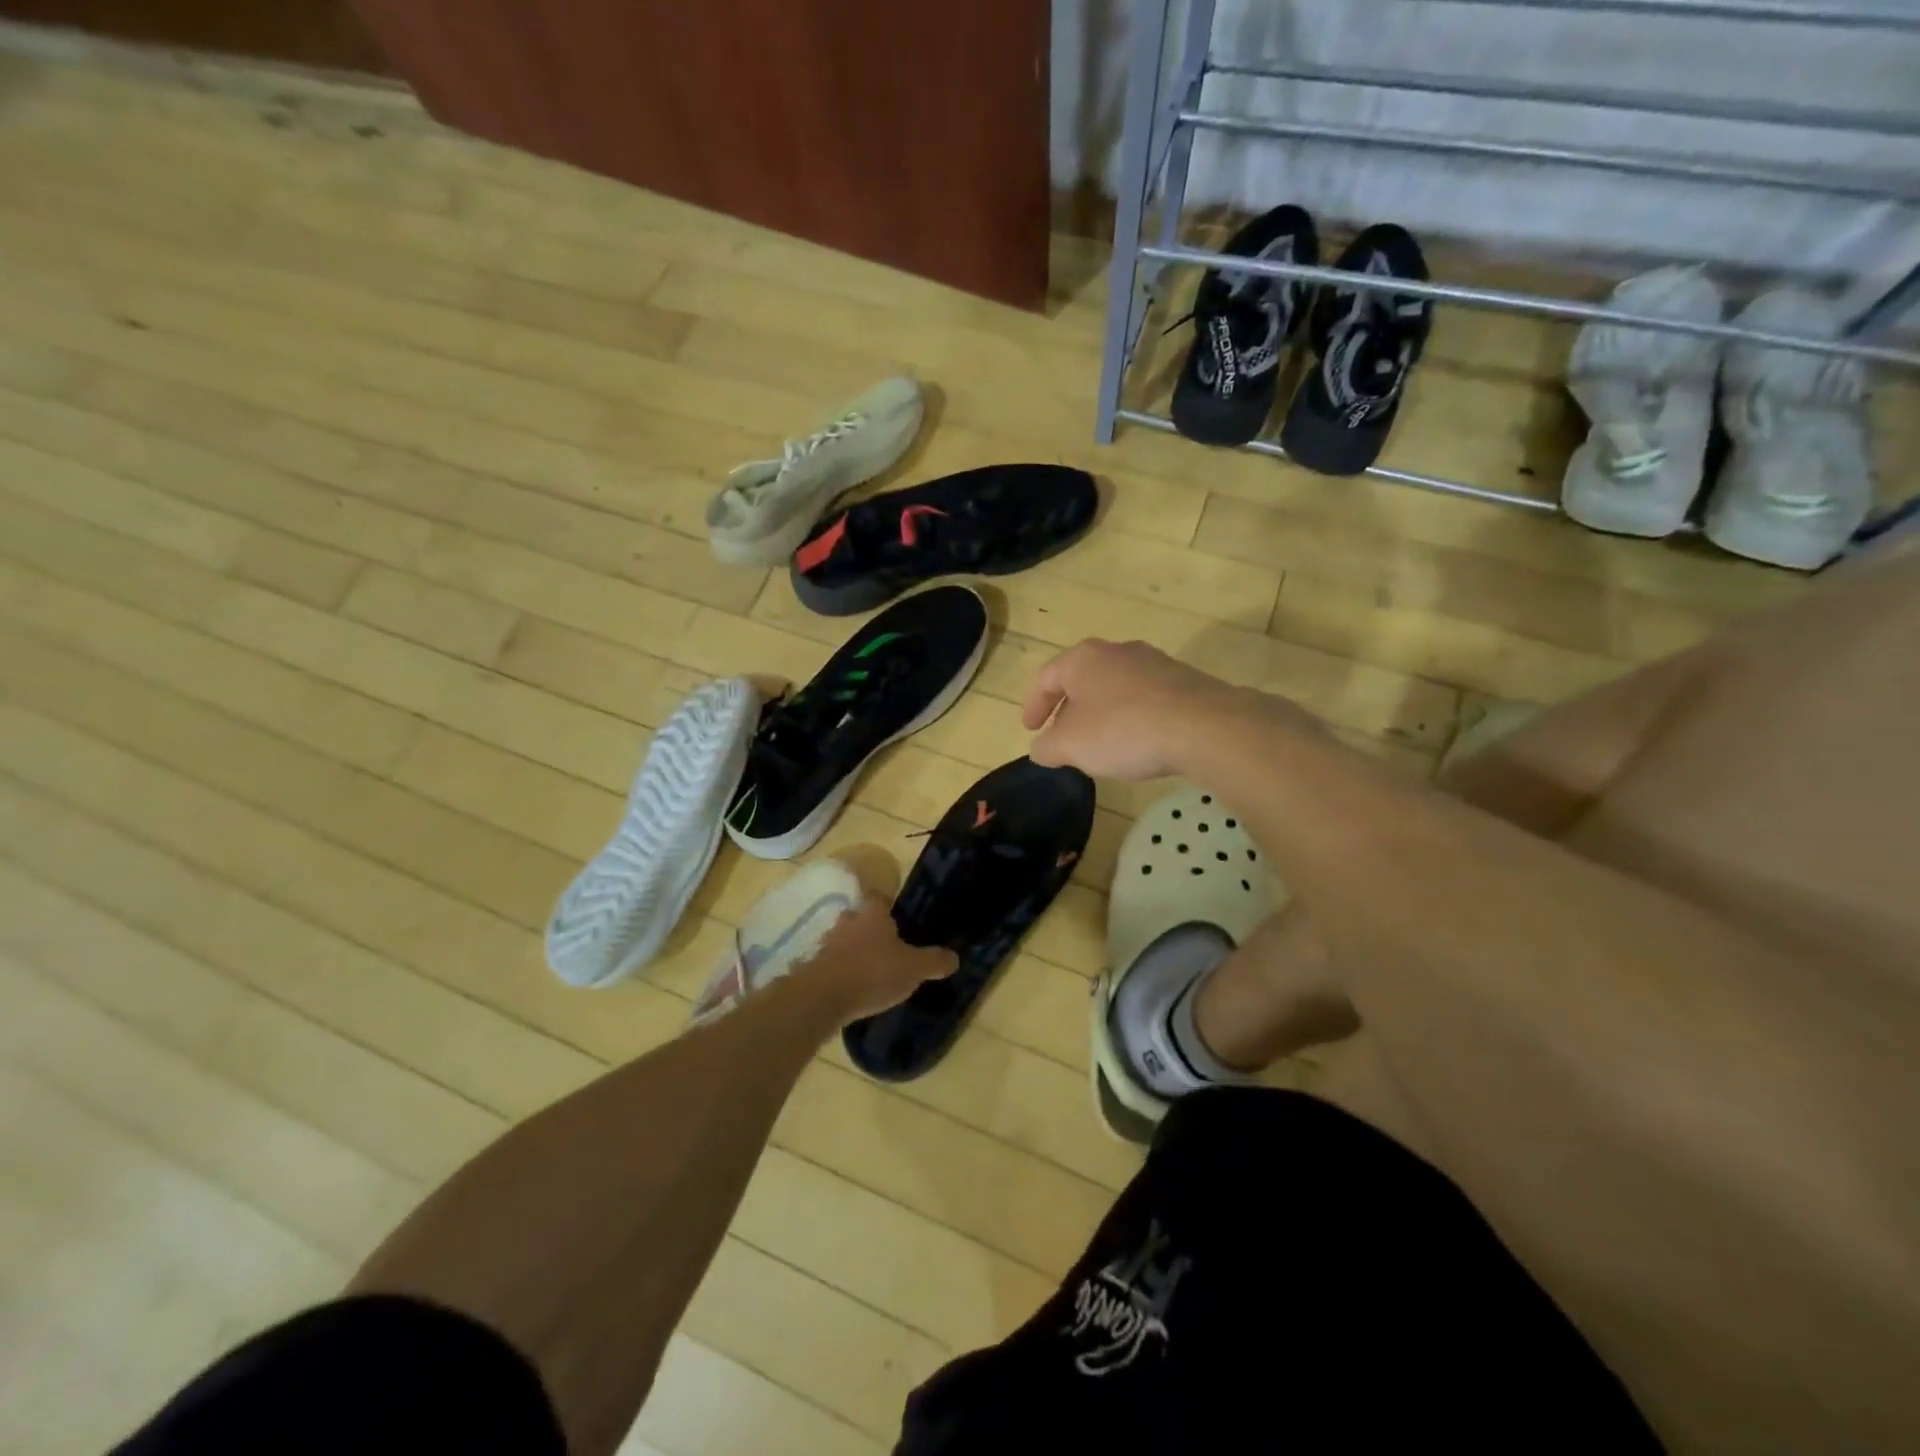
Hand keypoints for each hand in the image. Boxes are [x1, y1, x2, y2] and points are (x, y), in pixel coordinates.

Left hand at [805, 893, 957, 1024]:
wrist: (823, 997)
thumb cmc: (873, 972)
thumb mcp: (914, 969)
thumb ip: (934, 961)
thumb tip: (955, 957)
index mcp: (873, 914)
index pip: (879, 898)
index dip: (888, 907)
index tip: (899, 920)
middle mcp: (848, 922)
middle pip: (860, 919)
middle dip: (870, 931)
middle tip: (886, 948)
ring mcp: (827, 944)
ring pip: (844, 941)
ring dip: (854, 953)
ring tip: (871, 971)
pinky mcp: (814, 967)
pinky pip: (833, 964)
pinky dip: (842, 972)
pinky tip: (853, 988)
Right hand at [1023, 639, 1251, 780]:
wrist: (1204, 726)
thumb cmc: (1123, 730)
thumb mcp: (1071, 746)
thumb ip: (1047, 747)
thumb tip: (1041, 748)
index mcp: (1083, 659)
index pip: (1046, 678)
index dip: (1033, 706)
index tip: (1030, 730)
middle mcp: (1117, 651)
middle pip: (1082, 679)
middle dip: (1068, 709)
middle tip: (1062, 737)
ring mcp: (1154, 662)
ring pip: (1114, 687)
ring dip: (1101, 713)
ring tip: (1099, 743)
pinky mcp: (1183, 680)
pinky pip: (1144, 698)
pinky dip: (1131, 717)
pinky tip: (1137, 742)